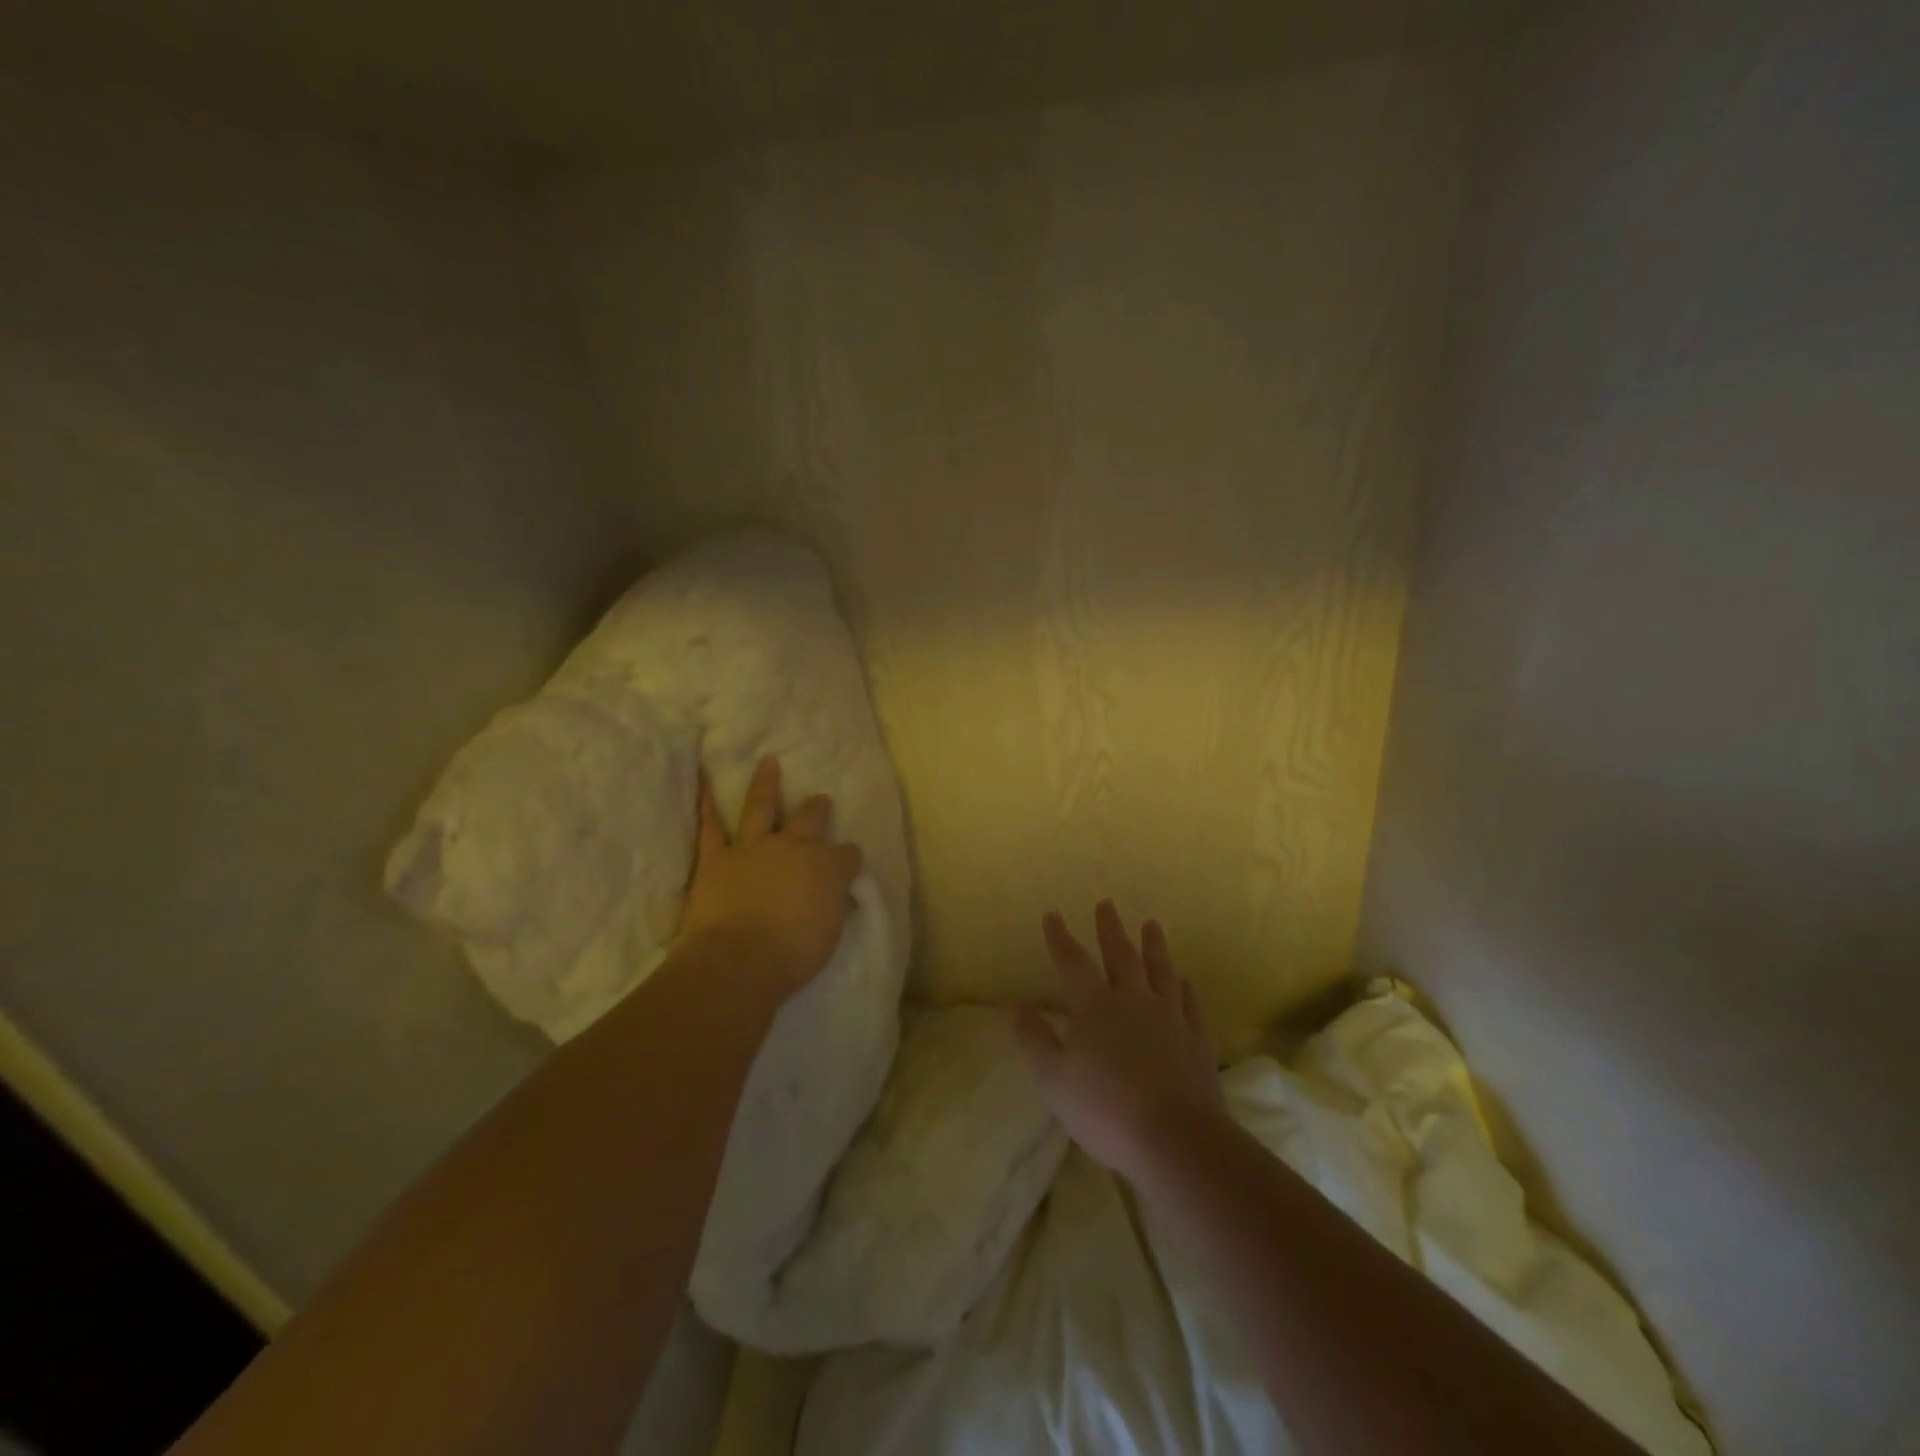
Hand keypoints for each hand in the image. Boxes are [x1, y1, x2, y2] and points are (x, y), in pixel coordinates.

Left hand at [676, 755, 863, 998]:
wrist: (740, 960)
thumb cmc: (794, 954)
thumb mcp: (829, 934)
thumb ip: (834, 908)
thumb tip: (842, 899)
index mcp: (827, 867)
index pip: (847, 854)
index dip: (848, 859)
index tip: (847, 865)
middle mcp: (794, 848)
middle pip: (812, 819)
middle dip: (818, 809)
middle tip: (820, 800)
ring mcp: (754, 848)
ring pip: (762, 808)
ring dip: (766, 783)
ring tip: (769, 762)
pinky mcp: (717, 858)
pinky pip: (710, 825)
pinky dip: (706, 802)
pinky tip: (705, 780)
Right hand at [1014, 900, 1222, 1181]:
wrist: (1177, 1139)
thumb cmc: (1106, 1109)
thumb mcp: (1054, 1080)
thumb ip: (1035, 1040)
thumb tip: (1016, 1006)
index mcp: (1094, 1007)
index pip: (1073, 963)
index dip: (1060, 938)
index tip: (1053, 914)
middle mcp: (1132, 1002)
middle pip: (1120, 956)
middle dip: (1110, 929)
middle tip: (1107, 903)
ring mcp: (1169, 1018)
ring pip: (1160, 972)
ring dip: (1154, 946)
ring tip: (1151, 925)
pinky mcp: (1195, 1040)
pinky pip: (1189, 1004)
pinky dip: (1185, 989)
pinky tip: (1184, 981)